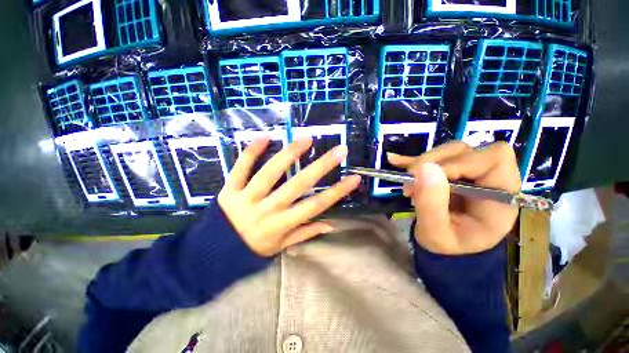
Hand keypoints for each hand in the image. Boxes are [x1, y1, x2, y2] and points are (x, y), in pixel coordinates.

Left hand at [217, 136, 360, 256]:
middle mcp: (268, 210)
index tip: (354, 178)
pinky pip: (240, 168)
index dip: (337, 192)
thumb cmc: (253, 249)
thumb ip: (305, 234)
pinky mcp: (229, 190)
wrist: (214, 253)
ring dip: (289, 153)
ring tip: (306, 139)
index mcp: (282, 225)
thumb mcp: (281, 246)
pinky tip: (265, 137)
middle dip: (321, 166)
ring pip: (270, 172)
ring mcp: (247, 198)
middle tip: (338, 150)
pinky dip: (251, 152)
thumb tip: (331, 225)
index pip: (316, 205)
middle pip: (298, 184)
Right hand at [388, 141, 520, 254]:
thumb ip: (432, 204)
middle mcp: (490, 178)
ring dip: (422, 163)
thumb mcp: (436, 233)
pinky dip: (413, 159)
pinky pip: (435, 157)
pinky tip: (395, 160)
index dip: (458, 163)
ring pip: (448, 151)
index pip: (492, 158)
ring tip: (408, 184)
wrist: (447, 251)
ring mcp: (471, 172)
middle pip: (466, 150)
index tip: (428, 178)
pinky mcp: (452, 171)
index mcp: (500, 195)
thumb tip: (424, 168)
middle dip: (432, 162)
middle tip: (410, 183)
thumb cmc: (447, 247)